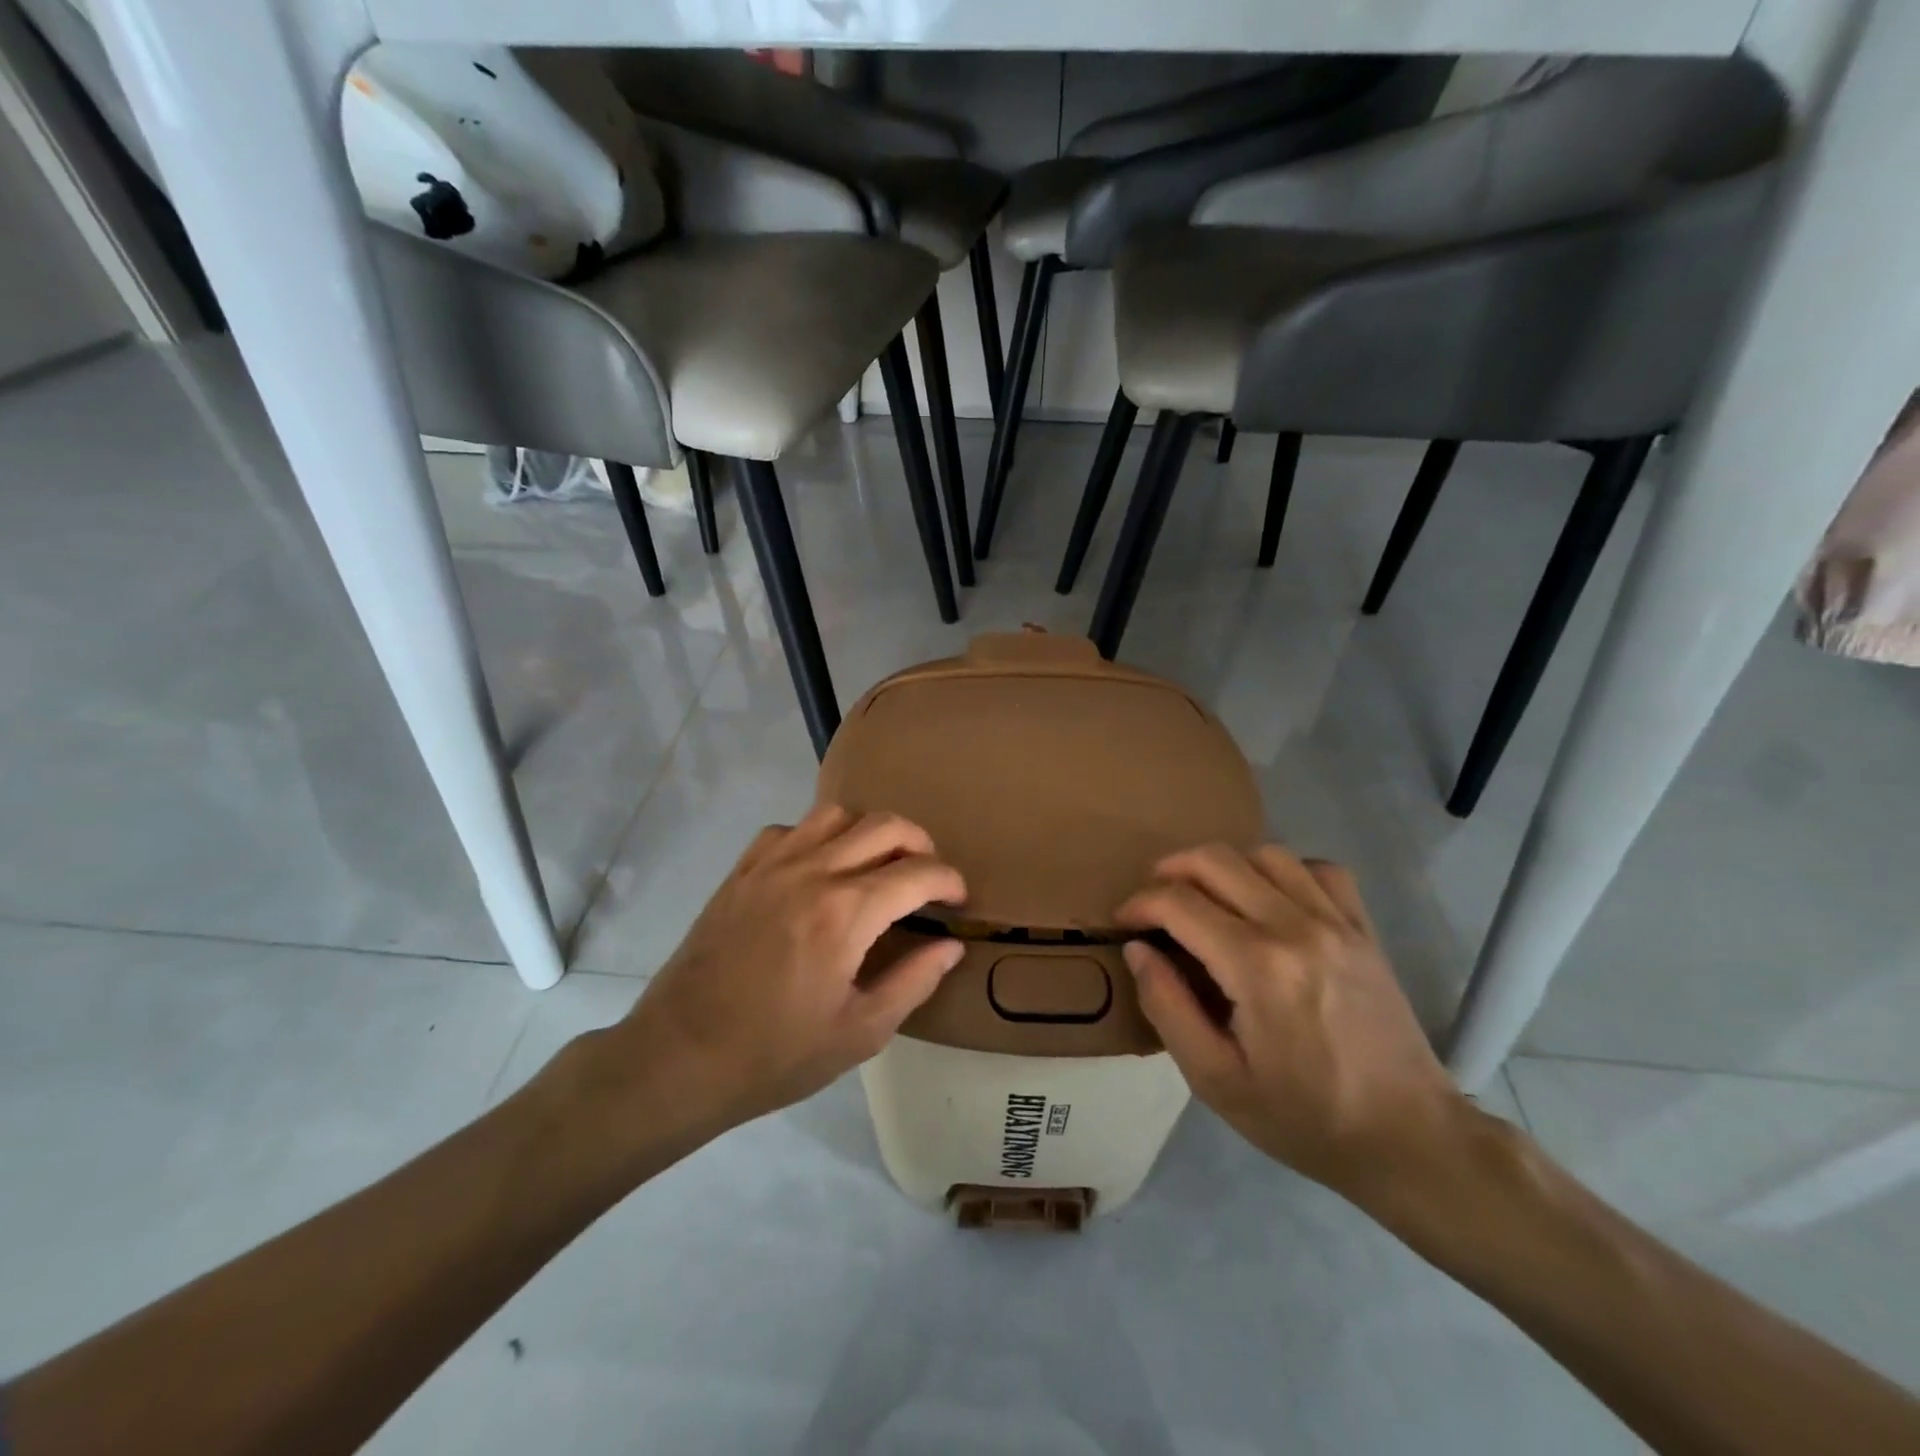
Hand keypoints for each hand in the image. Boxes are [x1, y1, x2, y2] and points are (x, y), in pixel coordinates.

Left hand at [592, 806, 965, 1141]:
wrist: (679, 1056)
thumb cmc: (775, 1054)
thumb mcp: (860, 1033)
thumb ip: (913, 981)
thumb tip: (950, 946)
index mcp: (846, 913)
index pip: (918, 872)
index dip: (949, 881)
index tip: (958, 900)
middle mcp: (813, 871)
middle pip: (885, 826)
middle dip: (921, 843)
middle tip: (929, 875)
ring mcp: (772, 864)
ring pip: (837, 814)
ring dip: (870, 831)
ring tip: (878, 864)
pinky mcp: (742, 870)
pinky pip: (790, 828)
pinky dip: (818, 836)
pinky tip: (819, 869)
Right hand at [1115, 845, 1471, 1200]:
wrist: (1408, 1138)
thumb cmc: (1303, 1117)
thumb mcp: (1215, 1080)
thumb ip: (1167, 1006)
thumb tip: (1138, 949)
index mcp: (1256, 966)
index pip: (1179, 902)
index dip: (1139, 903)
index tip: (1124, 921)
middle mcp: (1296, 927)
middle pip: (1216, 860)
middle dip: (1170, 870)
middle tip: (1154, 901)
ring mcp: (1336, 922)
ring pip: (1265, 853)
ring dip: (1223, 865)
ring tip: (1206, 896)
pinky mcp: (1363, 929)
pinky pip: (1319, 869)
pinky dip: (1284, 871)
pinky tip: (1271, 899)